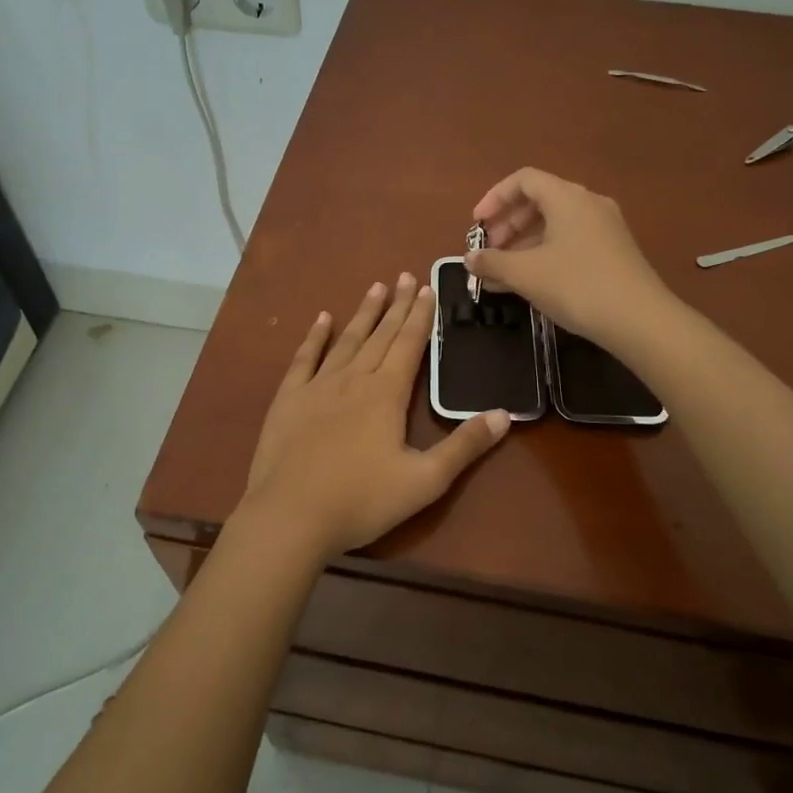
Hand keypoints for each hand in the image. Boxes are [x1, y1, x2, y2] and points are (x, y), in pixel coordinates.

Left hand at [242, 273, 510, 561]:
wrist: (290, 517)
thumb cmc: (361, 501)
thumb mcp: (424, 481)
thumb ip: (464, 447)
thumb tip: (503, 414)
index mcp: (386, 393)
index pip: (408, 344)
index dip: (420, 316)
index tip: (427, 287)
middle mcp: (353, 378)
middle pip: (380, 334)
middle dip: (396, 305)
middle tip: (406, 276)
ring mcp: (317, 386)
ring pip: (346, 340)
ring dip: (363, 313)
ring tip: (376, 287)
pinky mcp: (288, 399)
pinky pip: (304, 358)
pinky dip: (315, 336)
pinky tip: (322, 319)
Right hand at [467, 168, 671, 349]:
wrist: (640, 320)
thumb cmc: (577, 286)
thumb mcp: (526, 274)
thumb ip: (492, 262)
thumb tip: (469, 258)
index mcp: (567, 197)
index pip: (523, 180)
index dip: (494, 198)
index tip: (477, 226)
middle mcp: (588, 203)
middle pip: (539, 201)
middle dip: (507, 225)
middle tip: (489, 251)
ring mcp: (604, 227)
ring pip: (554, 225)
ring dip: (523, 244)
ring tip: (501, 274)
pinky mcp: (613, 251)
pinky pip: (569, 242)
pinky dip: (544, 254)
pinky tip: (528, 283)